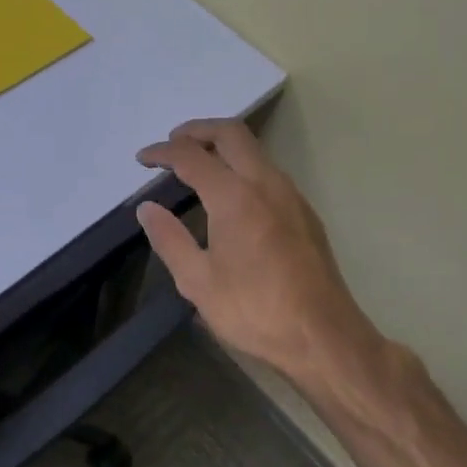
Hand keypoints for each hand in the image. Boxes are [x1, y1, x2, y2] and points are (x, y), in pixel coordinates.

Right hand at [136, 119, 387, 406]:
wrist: (323, 337)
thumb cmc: (255, 311)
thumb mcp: (197, 281)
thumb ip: (169, 239)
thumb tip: (147, 208)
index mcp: (235, 197)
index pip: (191, 156)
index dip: (162, 152)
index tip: (142, 158)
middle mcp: (266, 184)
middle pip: (231, 133)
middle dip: (197, 130)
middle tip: (172, 143)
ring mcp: (291, 195)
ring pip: (254, 149)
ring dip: (223, 145)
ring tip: (197, 164)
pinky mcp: (304, 213)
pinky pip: (268, 171)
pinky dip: (242, 165)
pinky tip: (230, 193)